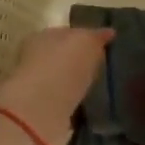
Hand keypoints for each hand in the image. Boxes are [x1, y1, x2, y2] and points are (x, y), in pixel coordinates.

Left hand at [0, 26, 113, 144]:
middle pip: (62, 57)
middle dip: (78, 61)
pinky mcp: (42, 112)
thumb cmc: (64, 64)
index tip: (101, 45)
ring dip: (75, 84)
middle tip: (100, 67)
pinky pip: (63, 102)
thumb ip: (96, 37)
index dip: (84, 37)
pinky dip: (73, 103)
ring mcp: (37, 87)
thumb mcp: (87, 41)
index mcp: (43, 36)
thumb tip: (108, 32)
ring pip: (62, 80)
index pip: (66, 33)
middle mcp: (35, 59)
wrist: (42, 107)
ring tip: (97, 88)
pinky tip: (88, 106)